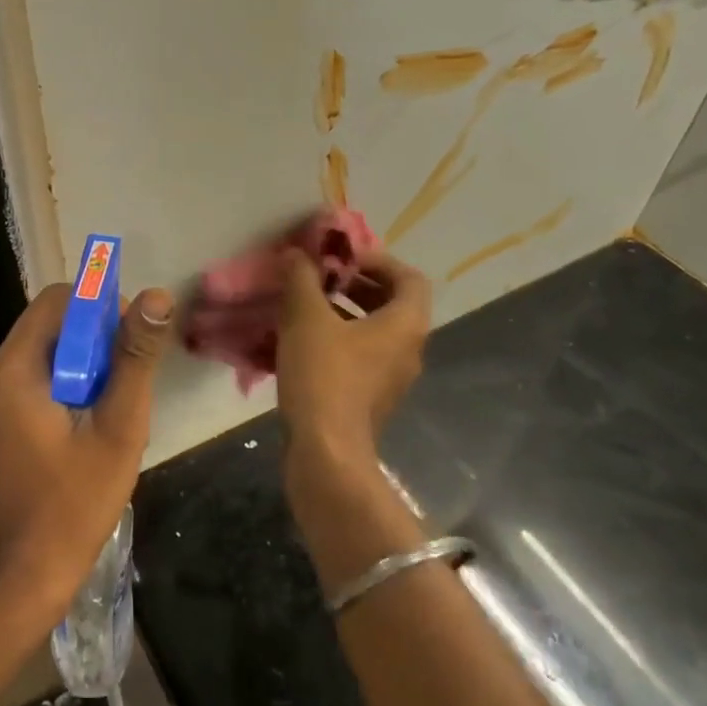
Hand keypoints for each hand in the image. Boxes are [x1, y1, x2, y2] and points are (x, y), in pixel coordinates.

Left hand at [0, 281, 174, 627]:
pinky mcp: (6, 415)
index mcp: (16, 368)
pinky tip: (98, 415)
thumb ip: (135, 358)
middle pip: (54, 320)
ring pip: (52, 347)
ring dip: (90, 358)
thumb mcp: (118, 426)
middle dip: (99, 334)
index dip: (103, 304)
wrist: (27, 572)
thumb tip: (157, 297)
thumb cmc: (75, 501)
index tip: (135, 338)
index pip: (60, 299)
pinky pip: (44, 373)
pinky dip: (75, 378)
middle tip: (132, 373)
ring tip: (119, 397)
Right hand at [276, 247, 432, 463]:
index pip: (409, 278)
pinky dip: (338, 341)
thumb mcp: (306, 319)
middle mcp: (408, 350)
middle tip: (320, 278)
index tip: (341, 258)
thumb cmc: (324, 377)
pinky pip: (360, 357)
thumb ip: (302, 279)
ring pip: (374, 332)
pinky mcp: (370, 399)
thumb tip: (296, 253)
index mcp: (405, 325)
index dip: (378, 260)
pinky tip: (300, 342)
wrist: (326, 452)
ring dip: (344, 313)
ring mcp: (391, 379)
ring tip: (305, 306)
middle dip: (356, 285)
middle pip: (392, 304)